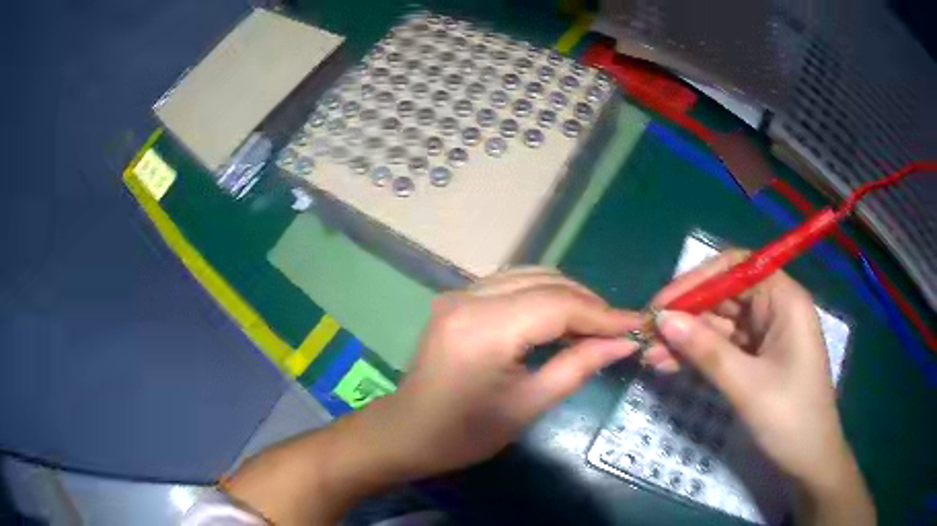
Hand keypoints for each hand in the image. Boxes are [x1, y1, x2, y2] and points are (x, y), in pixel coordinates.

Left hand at [373, 267, 643, 478]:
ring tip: (593, 326)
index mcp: (485, 328)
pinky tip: (558, 319)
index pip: (558, 305)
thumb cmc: (466, 433)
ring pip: (530, 276)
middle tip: (617, 330)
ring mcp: (459, 293)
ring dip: (567, 297)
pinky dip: (542, 296)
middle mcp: (469, 297)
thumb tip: (623, 343)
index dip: (602, 315)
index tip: (637, 325)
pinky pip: (511, 284)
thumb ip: (578, 366)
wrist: (409, 432)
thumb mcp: (528, 405)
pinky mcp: (457, 298)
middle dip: (588, 304)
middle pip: (546, 283)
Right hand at [648, 250, 873, 523]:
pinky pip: (724, 348)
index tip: (661, 305)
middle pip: (724, 296)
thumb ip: (706, 351)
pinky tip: (670, 366)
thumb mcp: (747, 386)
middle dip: (686, 315)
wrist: (809, 460)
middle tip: (647, 336)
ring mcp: (766, 334)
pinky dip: (699, 356)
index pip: (735, 269)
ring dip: (687, 339)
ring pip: (720, 324)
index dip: (697, 281)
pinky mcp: (758, 358)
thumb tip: (663, 319)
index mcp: (784, 300)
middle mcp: (775, 309)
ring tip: (651, 357)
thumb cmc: (790, 418)